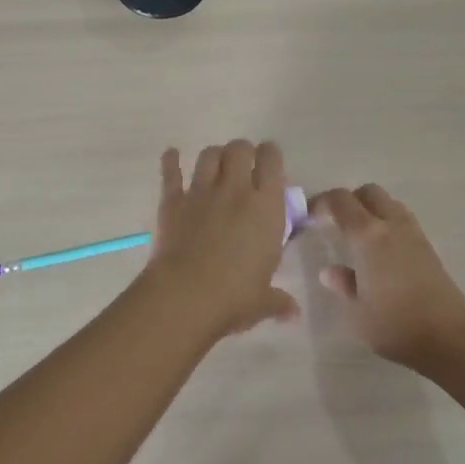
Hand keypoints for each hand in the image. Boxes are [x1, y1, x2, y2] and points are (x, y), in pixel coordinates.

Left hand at [144, 140, 297, 337]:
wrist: (185, 296)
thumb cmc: (234, 297)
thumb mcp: (263, 300)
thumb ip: (279, 301)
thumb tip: (293, 314)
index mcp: (266, 207)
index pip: (271, 161)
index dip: (270, 154)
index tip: (269, 160)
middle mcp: (235, 190)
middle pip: (239, 149)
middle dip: (242, 151)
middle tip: (243, 165)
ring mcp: (201, 192)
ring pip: (209, 155)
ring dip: (214, 156)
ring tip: (215, 164)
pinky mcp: (172, 201)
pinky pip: (171, 173)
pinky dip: (170, 161)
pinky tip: (171, 154)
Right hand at [309, 184, 464, 369]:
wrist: (450, 338)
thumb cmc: (395, 324)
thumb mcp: (357, 311)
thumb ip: (343, 285)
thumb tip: (330, 272)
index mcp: (367, 236)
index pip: (340, 200)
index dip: (321, 202)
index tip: (309, 217)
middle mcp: (391, 225)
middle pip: (369, 192)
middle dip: (349, 200)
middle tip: (335, 223)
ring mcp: (414, 234)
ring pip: (389, 203)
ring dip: (371, 210)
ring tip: (358, 237)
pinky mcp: (429, 248)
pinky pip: (402, 220)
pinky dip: (387, 224)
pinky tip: (381, 253)